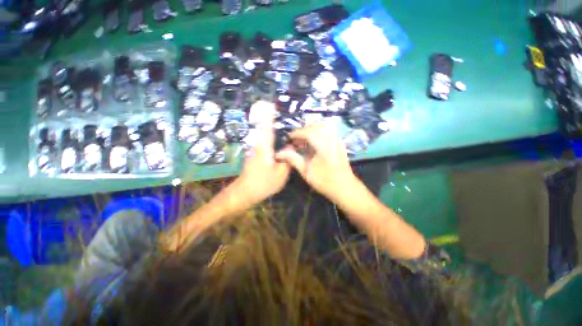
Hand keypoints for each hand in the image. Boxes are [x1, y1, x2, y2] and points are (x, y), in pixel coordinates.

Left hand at [236, 102, 290, 204]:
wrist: (245, 192)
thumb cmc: (263, 183)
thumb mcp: (281, 174)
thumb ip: (288, 160)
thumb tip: (291, 148)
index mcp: (265, 148)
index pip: (267, 128)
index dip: (269, 116)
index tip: (270, 104)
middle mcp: (258, 146)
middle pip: (263, 128)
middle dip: (268, 118)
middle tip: (275, 109)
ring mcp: (255, 150)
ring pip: (263, 135)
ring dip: (268, 127)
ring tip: (277, 122)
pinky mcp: (254, 155)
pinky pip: (263, 142)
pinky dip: (268, 137)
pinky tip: (276, 140)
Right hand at [275, 122, 356, 201]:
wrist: (345, 187)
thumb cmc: (325, 182)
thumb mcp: (306, 172)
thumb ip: (293, 159)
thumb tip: (279, 153)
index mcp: (323, 146)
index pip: (308, 132)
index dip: (296, 133)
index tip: (289, 139)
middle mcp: (331, 139)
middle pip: (316, 126)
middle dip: (303, 131)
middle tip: (296, 141)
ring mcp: (337, 140)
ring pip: (323, 126)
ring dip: (311, 131)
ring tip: (304, 142)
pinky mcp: (339, 143)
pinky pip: (328, 131)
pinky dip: (318, 133)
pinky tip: (314, 144)